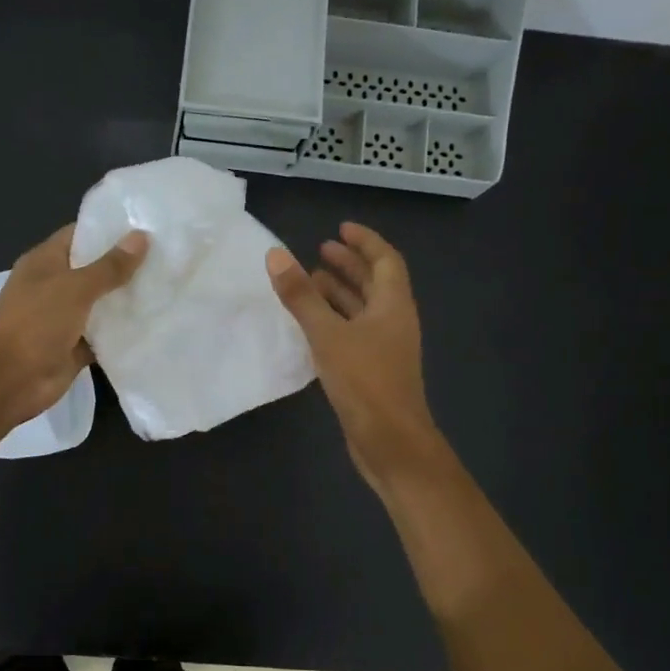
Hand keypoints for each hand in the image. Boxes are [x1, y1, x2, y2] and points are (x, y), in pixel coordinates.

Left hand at [0, 223, 148, 427]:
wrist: (10, 380)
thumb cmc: (36, 323)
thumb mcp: (74, 288)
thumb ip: (109, 266)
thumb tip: (141, 237)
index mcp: (45, 262)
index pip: (79, 235)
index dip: (109, 230)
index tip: (146, 226)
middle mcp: (54, 286)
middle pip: (94, 270)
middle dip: (125, 265)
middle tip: (167, 257)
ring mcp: (64, 318)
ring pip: (101, 304)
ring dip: (127, 300)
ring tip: (168, 287)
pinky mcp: (74, 347)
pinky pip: (103, 335)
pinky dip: (122, 332)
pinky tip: (154, 324)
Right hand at [268, 222, 445, 489]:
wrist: (390, 441)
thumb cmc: (365, 381)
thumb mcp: (328, 334)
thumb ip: (301, 296)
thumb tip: (276, 255)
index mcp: (393, 304)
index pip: (385, 259)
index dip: (364, 241)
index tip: (339, 229)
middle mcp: (393, 321)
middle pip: (374, 283)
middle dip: (349, 265)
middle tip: (319, 251)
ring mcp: (384, 347)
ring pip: (362, 309)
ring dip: (339, 293)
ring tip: (309, 282)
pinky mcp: (372, 370)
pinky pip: (353, 332)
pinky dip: (334, 320)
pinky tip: (310, 324)